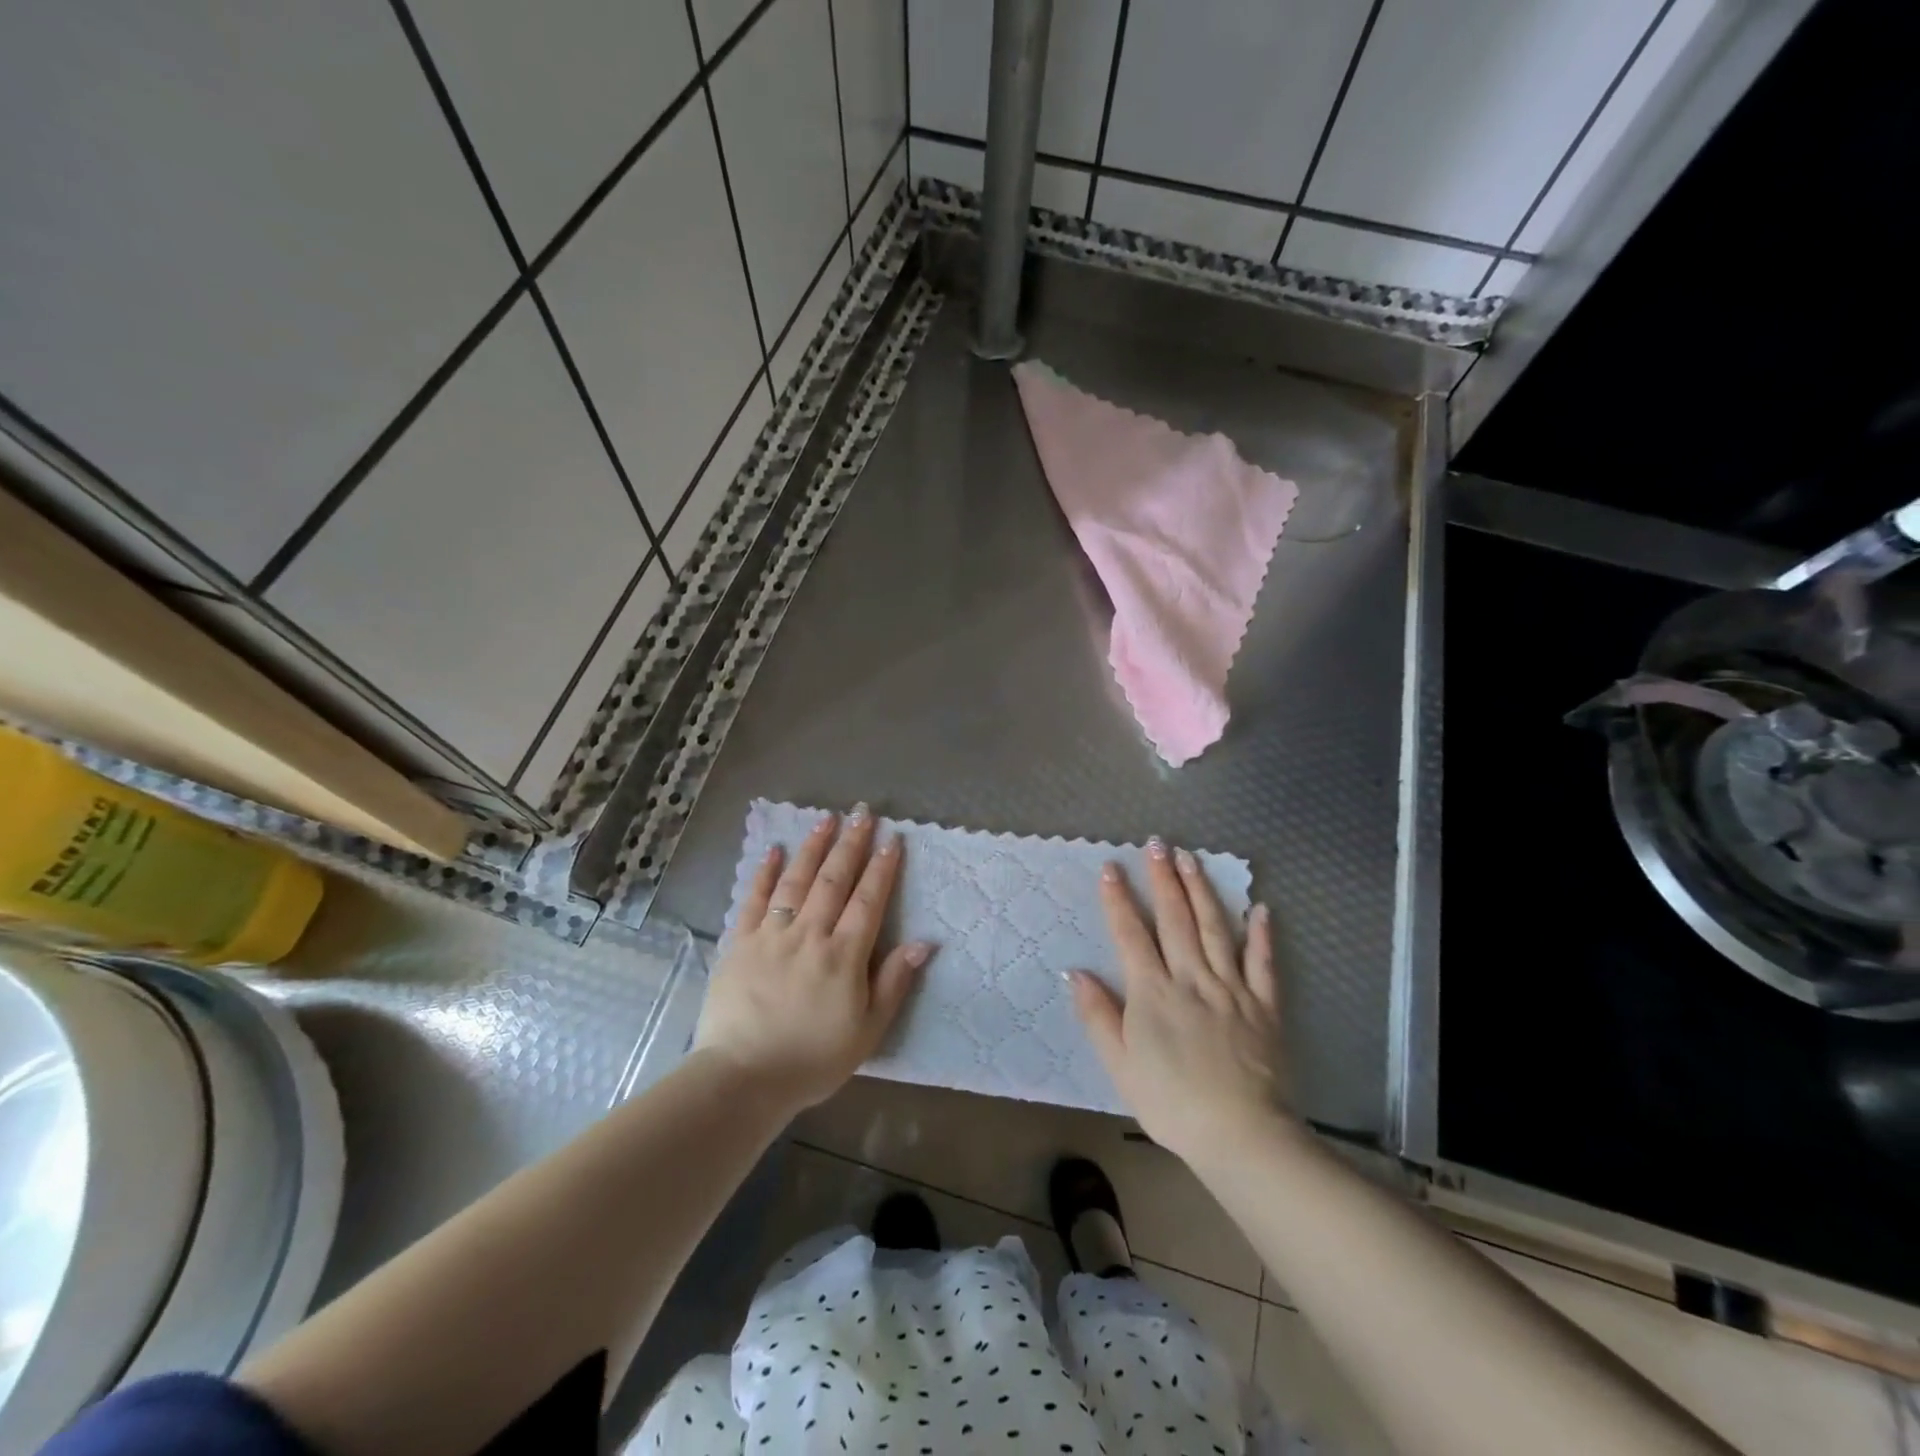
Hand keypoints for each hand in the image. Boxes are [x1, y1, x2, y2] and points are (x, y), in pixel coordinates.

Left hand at [693, 805, 930, 1112]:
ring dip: (813, 847)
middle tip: (863, 813)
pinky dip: (765, 872)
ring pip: (796, 881)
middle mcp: (809, 934)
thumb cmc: (812, 1059)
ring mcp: (772, 935)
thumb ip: (893, 983)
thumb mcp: (867, 1031)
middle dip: (851, 844)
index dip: (882, 868)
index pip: (868, 901)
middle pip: (834, 880)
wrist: (743, 1077)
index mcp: (844, 955)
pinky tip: (774, 849)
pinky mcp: (740, 943)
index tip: (892, 839)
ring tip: (827, 819)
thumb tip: (923, 942)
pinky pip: (754, 899)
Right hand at [1070, 840, 1294, 1168]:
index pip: (1131, 935)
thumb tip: (1074, 973)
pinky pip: (1263, 964)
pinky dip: (1262, 935)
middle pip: (1175, 919)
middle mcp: (1191, 978)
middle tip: (1157, 844)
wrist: (1240, 1135)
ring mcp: (1231, 989)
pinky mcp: (1264, 1006)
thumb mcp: (1120, 1065)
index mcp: (1153, 993)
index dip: (1118, 899)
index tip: (1110, 867)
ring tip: (1192, 858)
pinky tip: (1261, 909)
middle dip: (1163, 879)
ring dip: (1202, 891)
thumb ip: (1098, 1016)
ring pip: (1215, 929)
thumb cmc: (1171, 1103)